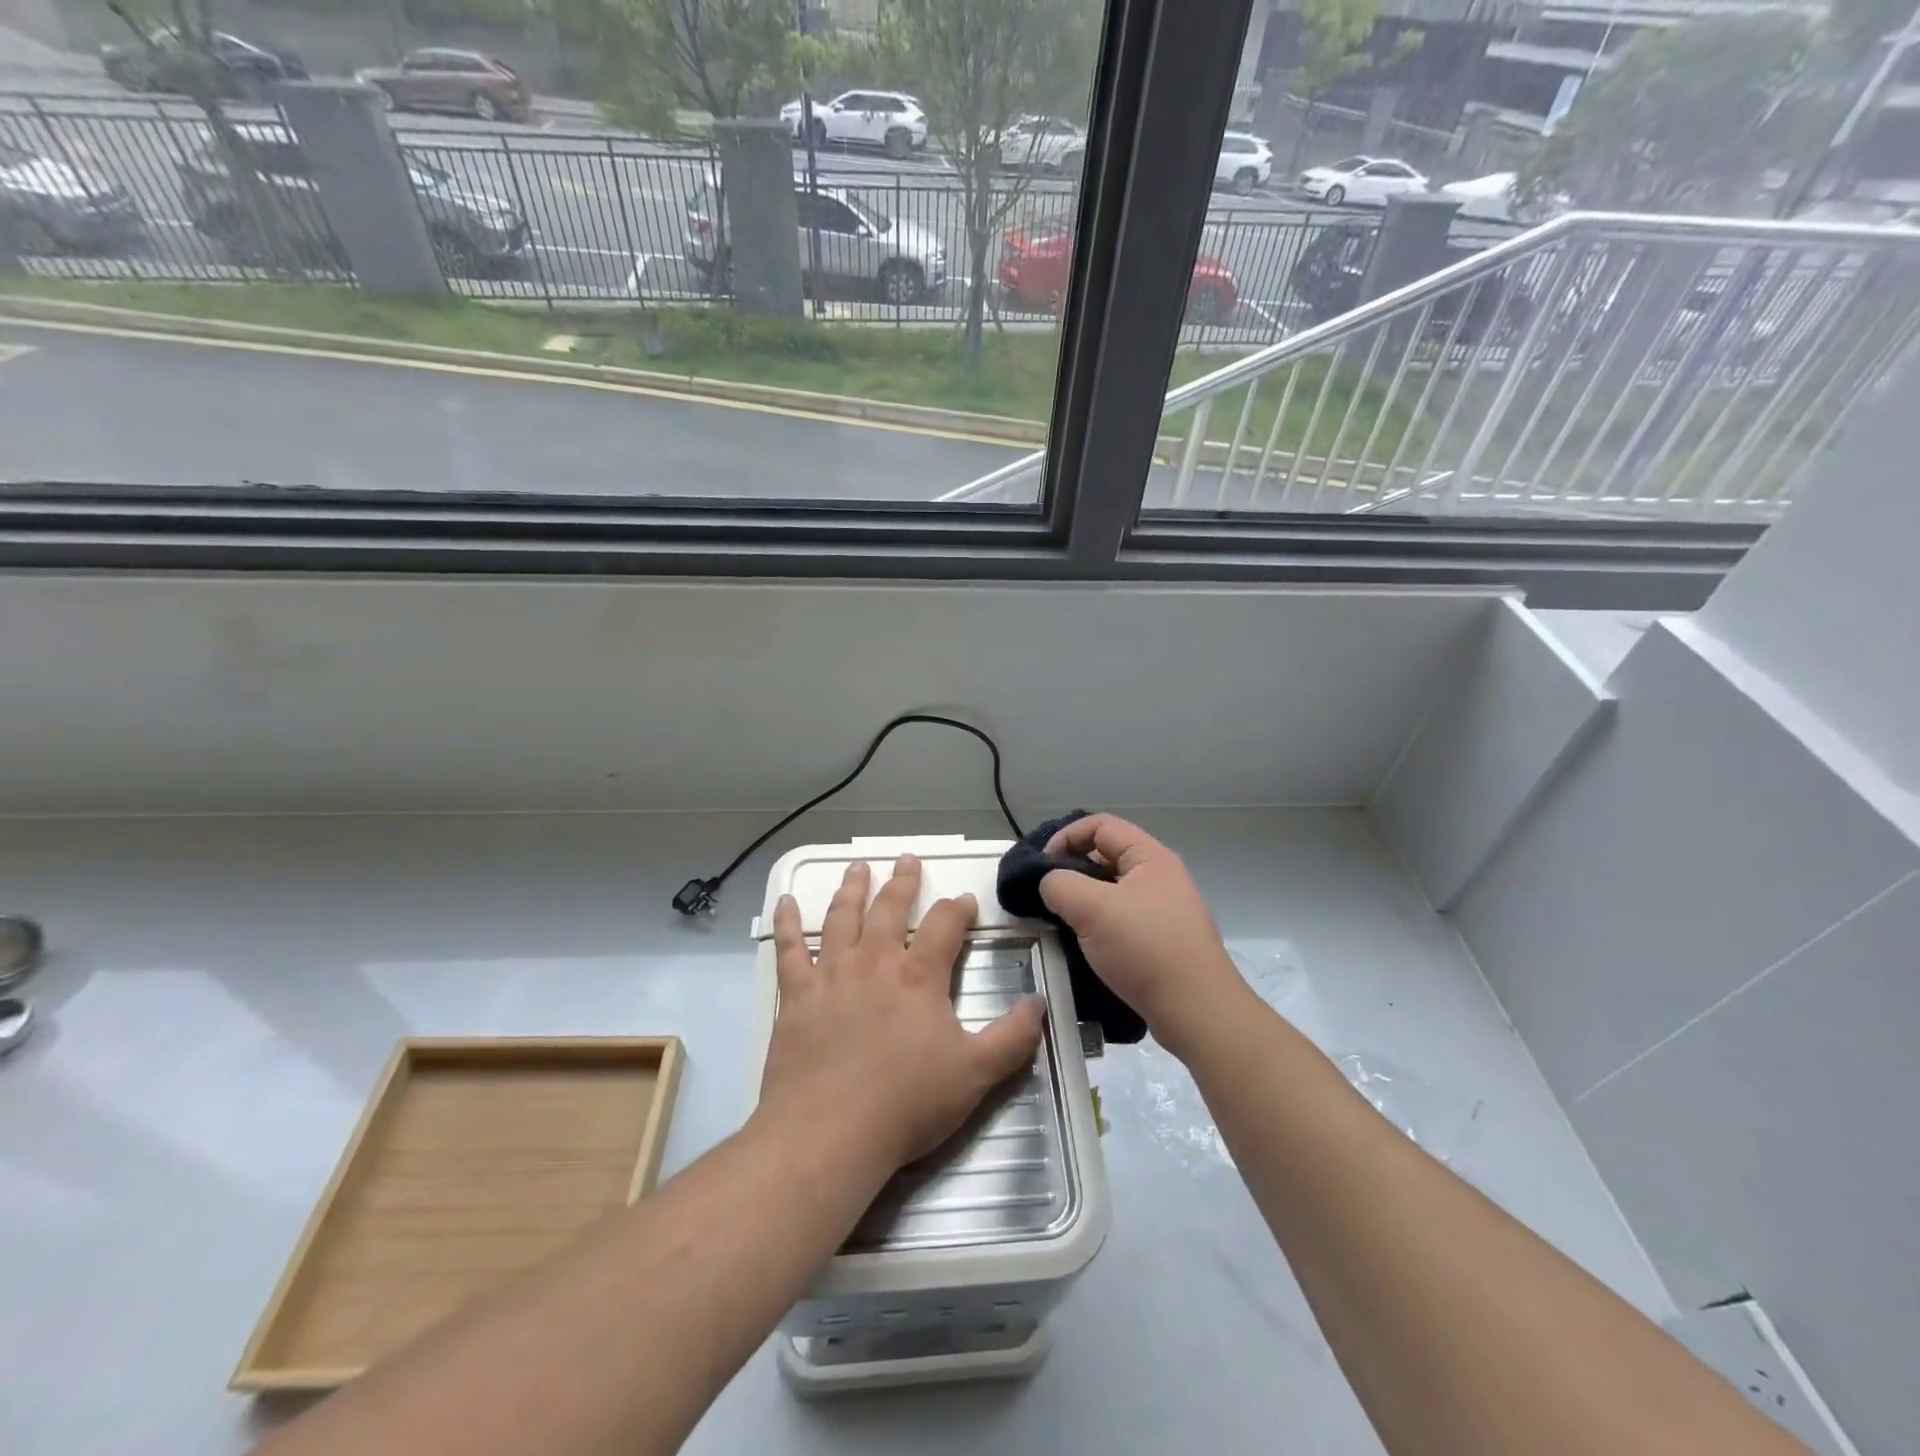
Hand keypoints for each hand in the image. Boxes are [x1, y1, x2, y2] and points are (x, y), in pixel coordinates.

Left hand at [759, 855, 1046, 1170]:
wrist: (829, 1133)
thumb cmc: (906, 1103)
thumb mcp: (976, 1074)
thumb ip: (1012, 1037)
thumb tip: (1039, 1003)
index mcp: (919, 976)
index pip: (944, 926)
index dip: (957, 909)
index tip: (964, 899)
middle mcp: (874, 962)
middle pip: (890, 909)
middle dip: (902, 882)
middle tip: (907, 859)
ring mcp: (831, 975)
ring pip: (841, 918)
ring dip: (851, 889)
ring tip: (857, 867)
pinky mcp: (796, 995)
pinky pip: (789, 949)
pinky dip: (786, 923)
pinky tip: (784, 902)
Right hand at [1037, 814, 1249, 1059]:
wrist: (1197, 1011)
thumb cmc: (1145, 949)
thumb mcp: (1091, 908)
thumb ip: (1059, 884)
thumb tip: (1050, 883)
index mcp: (1150, 857)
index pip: (1101, 825)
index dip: (1066, 836)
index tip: (1042, 865)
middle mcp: (1160, 877)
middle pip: (1106, 856)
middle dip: (1072, 870)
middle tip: (1045, 894)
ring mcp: (1164, 911)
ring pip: (1112, 892)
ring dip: (1083, 901)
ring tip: (1059, 921)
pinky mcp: (1163, 942)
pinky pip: (1122, 920)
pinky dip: (1098, 926)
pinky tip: (1083, 946)